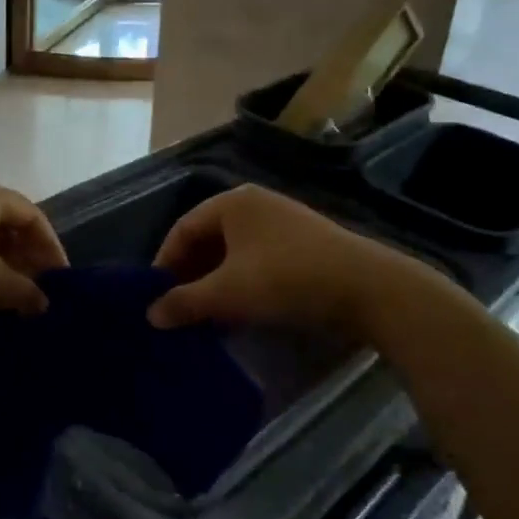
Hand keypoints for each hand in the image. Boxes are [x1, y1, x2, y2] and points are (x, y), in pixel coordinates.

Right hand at [148, 184, 424, 333]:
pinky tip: (240, 311)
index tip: (154, 296)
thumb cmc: (286, 279)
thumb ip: (185, 301)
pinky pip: (257, 260)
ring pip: (233, 252)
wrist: (368, 289)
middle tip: (178, 307)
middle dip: (190, 274)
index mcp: (232, 203)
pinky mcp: (303, 244)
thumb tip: (151, 315)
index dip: (164, 262)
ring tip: (205, 315)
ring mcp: (282, 222)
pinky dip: (241, 283)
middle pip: (208, 238)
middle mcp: (255, 204)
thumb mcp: (228, 293)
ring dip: (215, 282)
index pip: (183, 228)